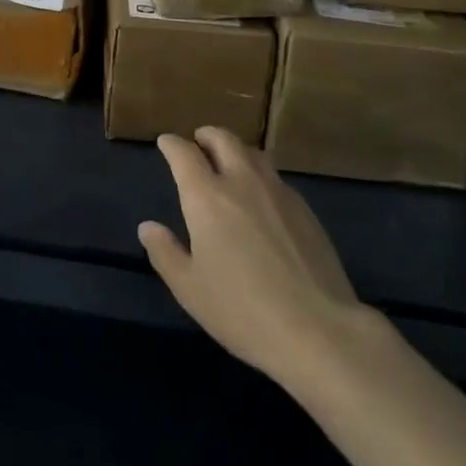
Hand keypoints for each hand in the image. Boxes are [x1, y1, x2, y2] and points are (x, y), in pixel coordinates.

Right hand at [140, 127, 374, 388]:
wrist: (318, 329)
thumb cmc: (243, 311)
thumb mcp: (191, 290)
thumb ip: (165, 253)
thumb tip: (147, 227)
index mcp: (207, 196)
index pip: (184, 153)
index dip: (171, 144)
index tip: (165, 143)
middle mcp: (241, 181)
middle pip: (223, 139)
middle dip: (206, 135)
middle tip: (199, 142)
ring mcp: (277, 191)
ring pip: (253, 153)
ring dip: (236, 150)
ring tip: (230, 163)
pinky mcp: (304, 209)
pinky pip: (276, 178)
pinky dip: (260, 175)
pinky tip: (262, 198)